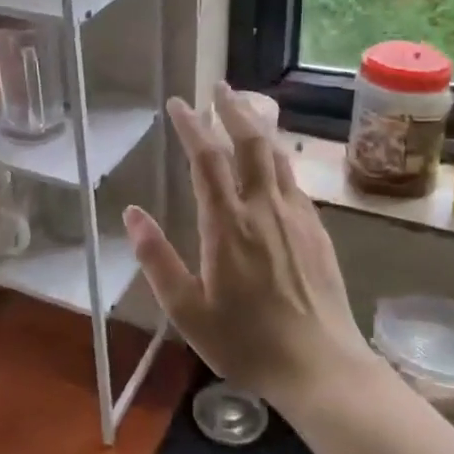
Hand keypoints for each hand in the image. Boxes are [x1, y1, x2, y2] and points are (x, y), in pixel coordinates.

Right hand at [123, 85, 369, 411]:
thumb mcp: (187, 310)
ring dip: (257, 127)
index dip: (192, 126)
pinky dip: (278, 157)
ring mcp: (296, 217)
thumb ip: (156, 259)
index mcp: (228, 225)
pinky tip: (273, 162)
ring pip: (277, 156)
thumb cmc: (246, 342)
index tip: (178, 104)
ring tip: (244, 109)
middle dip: (233, 109)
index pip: (207, 159)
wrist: (321, 367)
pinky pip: (294, 180)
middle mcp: (264, 209)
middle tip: (218, 86)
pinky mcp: (317, 230)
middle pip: (250, 143)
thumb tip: (132, 214)